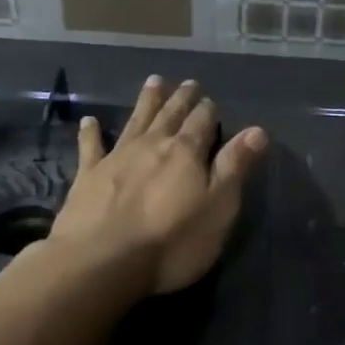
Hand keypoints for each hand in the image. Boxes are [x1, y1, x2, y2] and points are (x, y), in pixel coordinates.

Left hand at [51, 76, 267, 294]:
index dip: (208, 111)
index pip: (202, 123)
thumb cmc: (172, 242)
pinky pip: (90, 147)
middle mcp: (152, 146)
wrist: (102, 262)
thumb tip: (257, 130)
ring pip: (135, 121)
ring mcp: (117, 158)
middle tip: (187, 83)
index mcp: (186, 153)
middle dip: (181, 99)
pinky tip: (89, 121)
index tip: (210, 99)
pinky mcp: (88, 177)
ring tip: (153, 82)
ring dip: (146, 102)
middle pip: (170, 116)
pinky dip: (91, 133)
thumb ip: (235, 167)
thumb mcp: (218, 208)